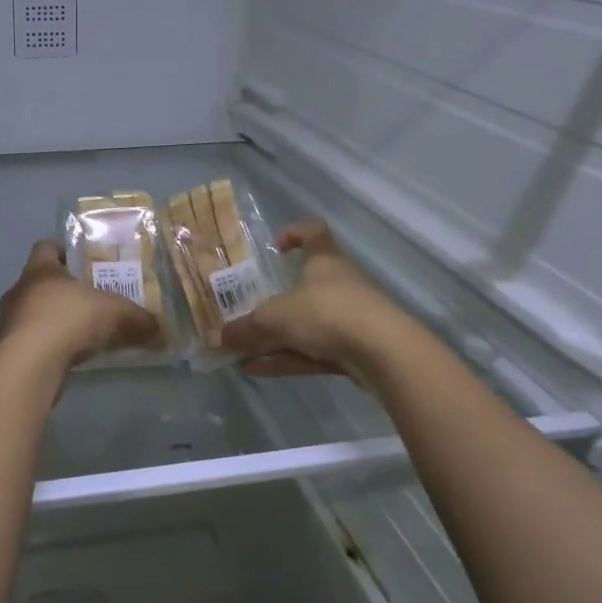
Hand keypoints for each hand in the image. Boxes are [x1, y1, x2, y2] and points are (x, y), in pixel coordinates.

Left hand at [0, 240, 160, 364]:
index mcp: (40, 269)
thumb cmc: (70, 320)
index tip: (79, 262)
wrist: (31, 363)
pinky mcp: (5, 349)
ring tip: (71, 333)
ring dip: (44, 320)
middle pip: (35, 282)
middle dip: (57, 291)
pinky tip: (58, 358)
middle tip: (83, 301)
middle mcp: (18, 290)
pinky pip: (23, 342)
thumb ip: (138, 320)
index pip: (45, 247)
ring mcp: (6, 321)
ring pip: (26, 313)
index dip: (62, 251)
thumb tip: (162, 331)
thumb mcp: (115, 314)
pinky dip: (39, 346)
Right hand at [220, 220, 402, 378]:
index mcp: (324, 261)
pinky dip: (286, 358)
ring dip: (274, 337)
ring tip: (241, 352)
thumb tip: (215, 337)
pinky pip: (313, 351)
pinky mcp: (355, 351)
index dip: (295, 233)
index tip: (276, 247)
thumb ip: (245, 328)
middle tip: (246, 313)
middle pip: (305, 286)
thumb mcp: (275, 319)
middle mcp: (339, 284)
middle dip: (275, 302)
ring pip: (306, 324)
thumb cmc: (327, 314)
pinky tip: (257, 370)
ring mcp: (350, 318)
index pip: (314, 232)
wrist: (386, 355)